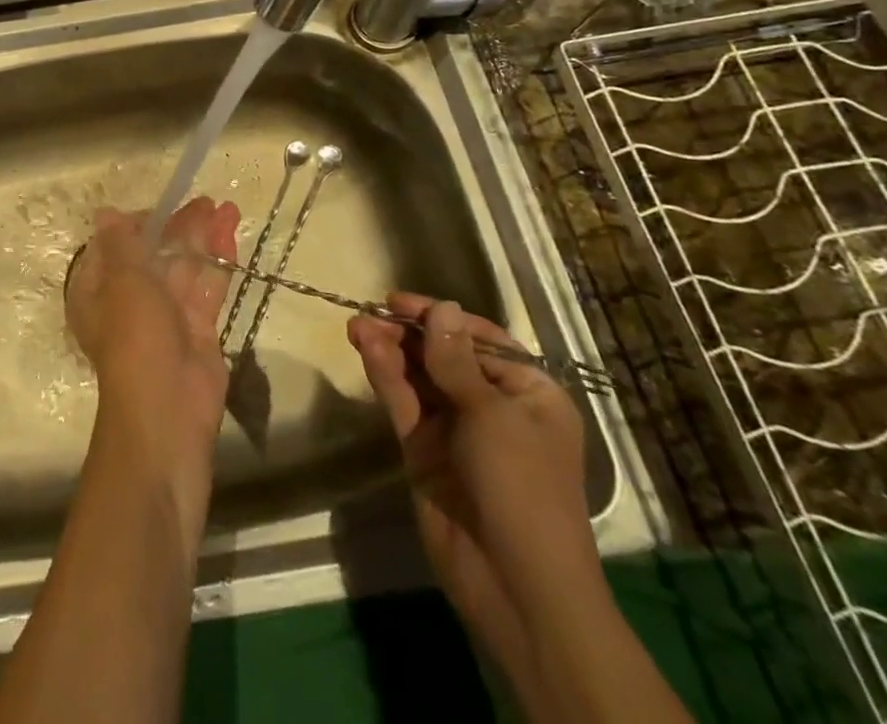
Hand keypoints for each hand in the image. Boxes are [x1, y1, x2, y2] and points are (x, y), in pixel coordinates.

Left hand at [66, 199, 239, 461]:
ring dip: (204, 238)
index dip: (139, 224)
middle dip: (179, 227)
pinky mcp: (198, 329)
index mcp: (99, 290)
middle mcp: (130, 300)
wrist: (167, 412)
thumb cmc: (134, 338)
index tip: (163, 207)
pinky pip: (207, 287)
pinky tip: (232, 235)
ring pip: (185, 267)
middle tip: (206, 201)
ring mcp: (166, 316)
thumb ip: (122, 244)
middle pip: (156, 254)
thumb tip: (106, 212)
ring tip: (228, 208)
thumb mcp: (123, 282)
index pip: (116, 247)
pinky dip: (219, 261)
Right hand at [347, 294, 603, 681]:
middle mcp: (492, 405)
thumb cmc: (521, 487)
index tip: (401, 301)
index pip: (480, 339)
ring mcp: (455, 429)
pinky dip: (385, 375)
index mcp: (529, 394)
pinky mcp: (424, 450)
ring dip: (390, 349)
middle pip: (444, 354)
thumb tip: (442, 307)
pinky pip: (404, 403)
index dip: (442, 318)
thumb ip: (455, 359)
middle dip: (408, 332)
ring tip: (357, 325)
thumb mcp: (492, 415)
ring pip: (418, 376)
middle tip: (370, 312)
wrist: (515, 585)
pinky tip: (366, 350)